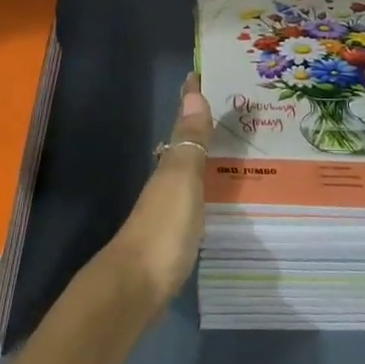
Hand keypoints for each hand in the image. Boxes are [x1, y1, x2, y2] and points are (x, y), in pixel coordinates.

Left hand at [104, 73, 212, 311]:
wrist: (135, 289)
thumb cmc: (163, 228)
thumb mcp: (181, 179)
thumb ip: (189, 141)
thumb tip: (193, 91)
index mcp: (169, 164)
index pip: (182, 123)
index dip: (190, 100)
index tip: (200, 74)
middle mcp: (165, 181)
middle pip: (184, 145)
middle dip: (200, 125)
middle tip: (229, 108)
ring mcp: (167, 210)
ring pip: (187, 171)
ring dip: (203, 154)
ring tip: (230, 145)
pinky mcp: (174, 237)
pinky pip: (193, 198)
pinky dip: (204, 186)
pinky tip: (218, 193)